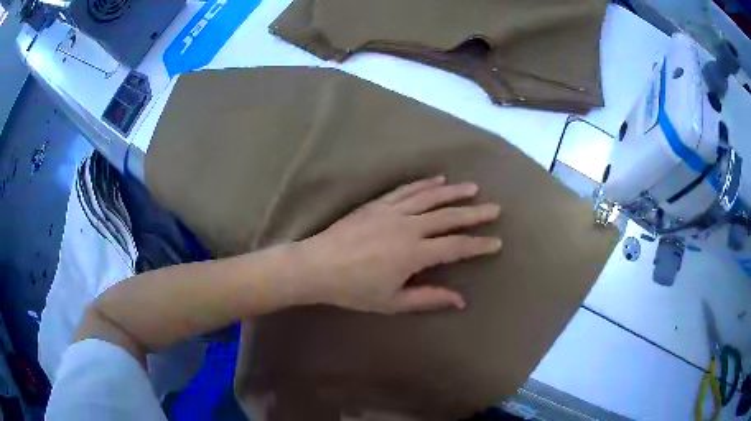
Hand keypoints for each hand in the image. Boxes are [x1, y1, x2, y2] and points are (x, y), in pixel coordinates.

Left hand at [294, 176, 501, 313]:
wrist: (317, 266)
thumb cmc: (354, 290)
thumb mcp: (392, 302)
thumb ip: (428, 298)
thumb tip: (460, 300)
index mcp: (414, 253)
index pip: (456, 247)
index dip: (478, 245)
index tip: (496, 242)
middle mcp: (408, 227)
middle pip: (449, 216)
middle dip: (474, 213)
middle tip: (495, 208)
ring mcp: (392, 211)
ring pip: (430, 197)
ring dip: (453, 192)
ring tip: (473, 188)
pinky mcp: (378, 204)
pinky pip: (406, 190)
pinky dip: (424, 184)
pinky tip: (438, 179)